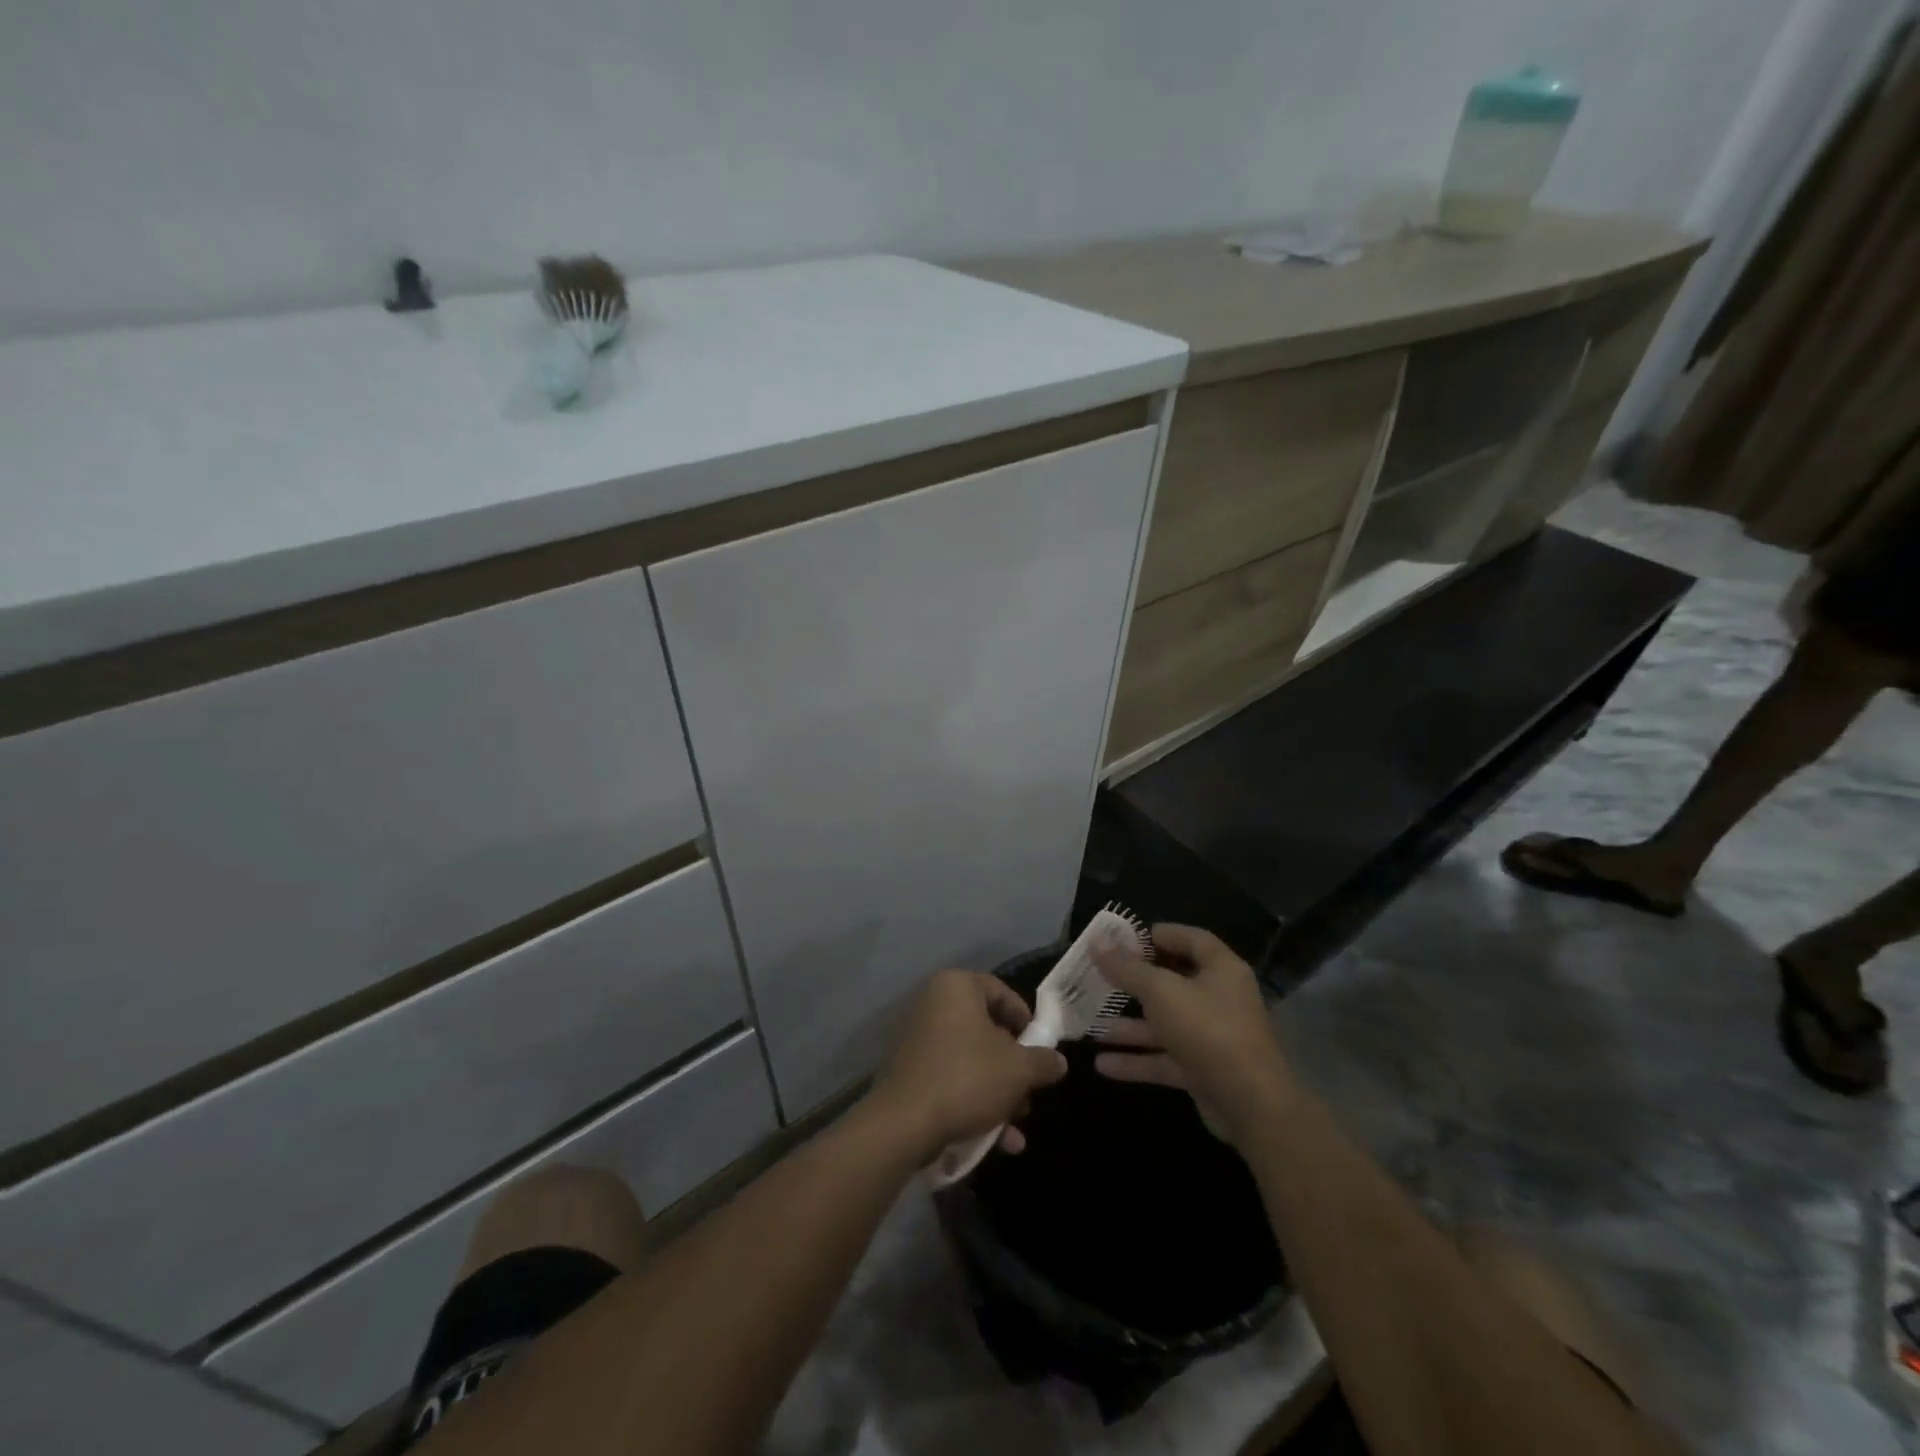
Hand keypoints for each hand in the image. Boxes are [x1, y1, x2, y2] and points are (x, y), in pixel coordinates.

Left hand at [868, 970, 1068, 1161]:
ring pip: (972, 1061)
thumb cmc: (967, 1078)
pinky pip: (953, 1080)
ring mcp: (919, 1039)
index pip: (1001, 991)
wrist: (904, 1124)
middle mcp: (934, 1004)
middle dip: (1014, 1068)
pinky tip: (998, 1142)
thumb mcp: (1018, 1070)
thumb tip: (1058, 1061)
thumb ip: (1043, 1062)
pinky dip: (975, 1104)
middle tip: (1031, 1092)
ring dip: (999, 1094)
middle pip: (987, 1030)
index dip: (1026, 1020)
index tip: (1041, 1047)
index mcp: (957, 987)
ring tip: (1017, 1127)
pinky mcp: (912, 1073)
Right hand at [1093, 923, 1296, 1149]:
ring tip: (1091, 1024)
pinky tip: (1103, 1064)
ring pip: (1165, 1024)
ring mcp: (1212, 1036)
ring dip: (1129, 1026)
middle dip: (1134, 983)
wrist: (1250, 1104)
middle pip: (1173, 982)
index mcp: (1221, 969)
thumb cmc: (1207, 1030)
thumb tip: (1096, 942)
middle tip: (1099, 978)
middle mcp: (1219, 998)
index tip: (1122, 939)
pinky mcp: (1204, 1070)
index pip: (1190, 939)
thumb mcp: (1161, 992)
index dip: (1158, 935)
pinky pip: (1165, 1058)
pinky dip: (1137, 1060)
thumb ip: (1127, 968)